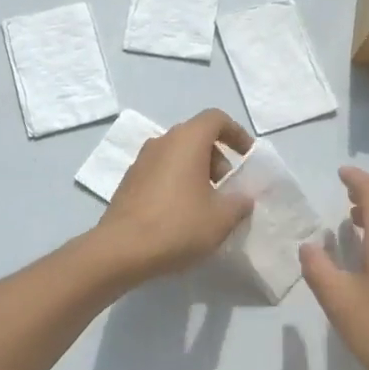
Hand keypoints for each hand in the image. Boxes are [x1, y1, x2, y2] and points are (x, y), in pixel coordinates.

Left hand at [97, 109, 254, 278]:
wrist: (121, 250)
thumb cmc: (177, 226)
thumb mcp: (221, 218)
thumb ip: (239, 202)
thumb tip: (243, 197)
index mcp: (187, 140)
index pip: (216, 119)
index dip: (236, 133)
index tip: (247, 157)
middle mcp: (162, 142)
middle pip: (196, 137)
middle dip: (218, 159)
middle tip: (228, 190)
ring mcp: (141, 160)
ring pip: (178, 155)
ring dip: (197, 172)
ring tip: (207, 205)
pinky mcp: (129, 181)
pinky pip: (161, 171)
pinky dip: (178, 183)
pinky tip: (182, 214)